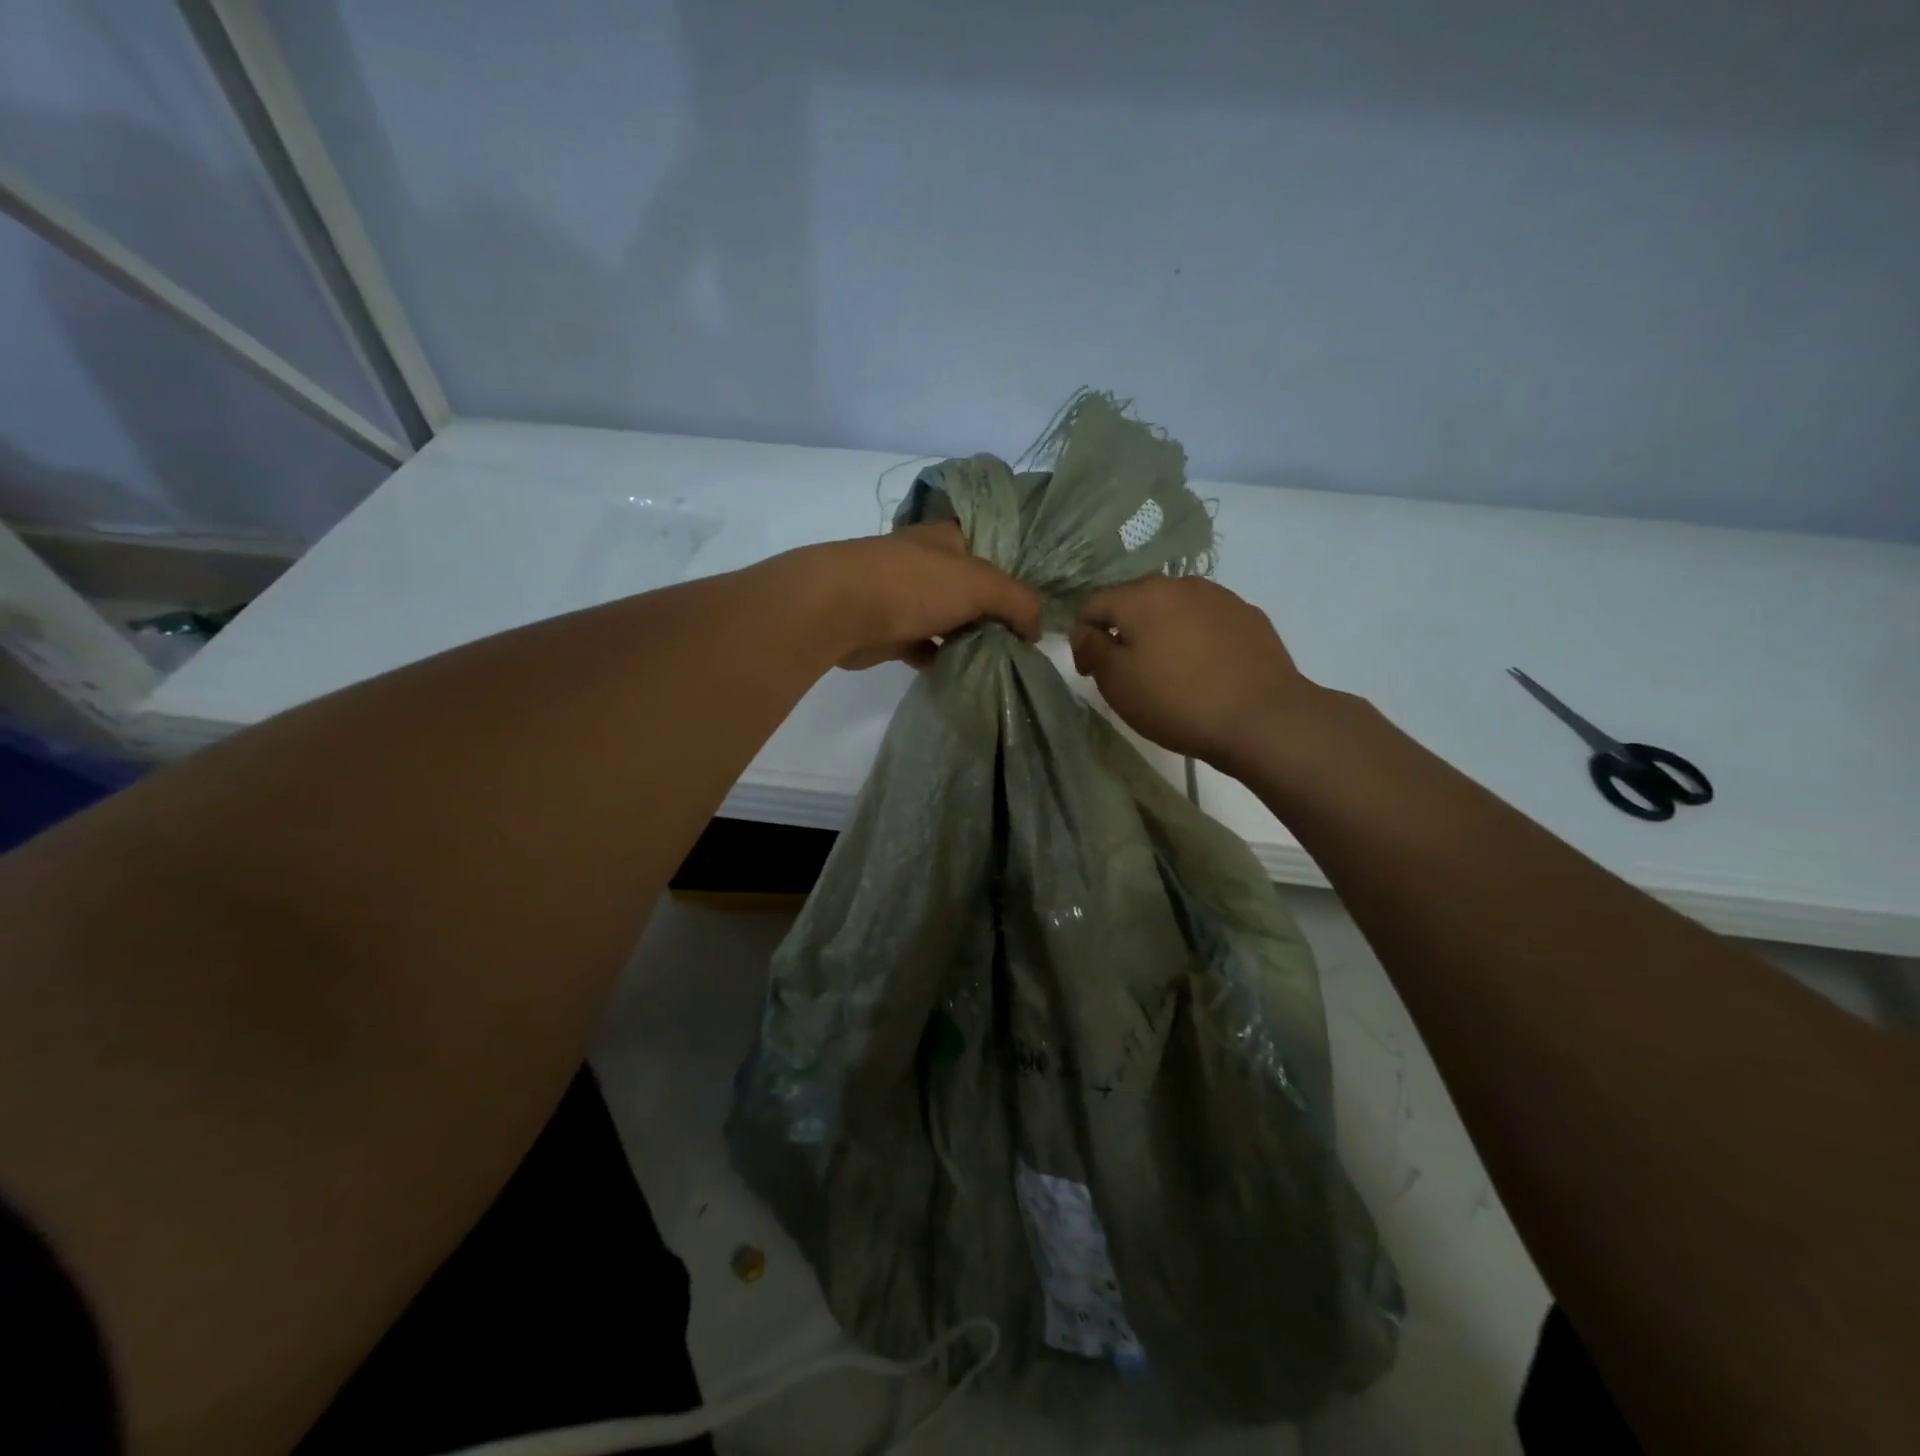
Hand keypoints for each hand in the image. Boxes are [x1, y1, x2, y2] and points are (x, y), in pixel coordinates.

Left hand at [801, 522, 1042, 670]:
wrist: (839, 609)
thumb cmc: (913, 584)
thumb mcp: (980, 584)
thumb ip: (1018, 602)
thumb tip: (1038, 630)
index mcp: (949, 538)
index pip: (993, 548)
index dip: (1017, 573)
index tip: (1039, 605)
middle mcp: (927, 562)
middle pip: (972, 588)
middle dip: (996, 614)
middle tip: (1025, 643)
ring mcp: (905, 597)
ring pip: (949, 619)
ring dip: (970, 639)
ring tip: (1002, 662)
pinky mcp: (889, 631)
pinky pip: (925, 646)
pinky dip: (941, 659)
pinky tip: (963, 674)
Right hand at [1070, 575, 1317, 768]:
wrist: (1263, 718)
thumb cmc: (1177, 701)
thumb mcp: (1118, 683)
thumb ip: (1093, 649)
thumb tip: (1086, 631)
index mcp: (1141, 596)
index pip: (1094, 603)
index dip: (1083, 637)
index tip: (1090, 672)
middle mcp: (1179, 584)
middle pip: (1135, 600)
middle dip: (1123, 630)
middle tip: (1126, 672)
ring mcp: (1219, 597)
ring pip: (1173, 608)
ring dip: (1160, 631)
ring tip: (1168, 670)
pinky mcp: (1248, 616)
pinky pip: (1206, 621)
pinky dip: (1194, 638)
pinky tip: (1203, 670)